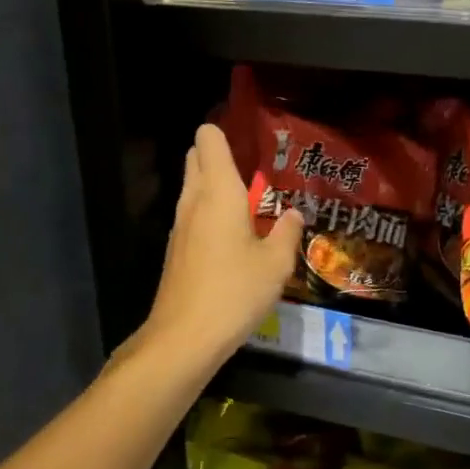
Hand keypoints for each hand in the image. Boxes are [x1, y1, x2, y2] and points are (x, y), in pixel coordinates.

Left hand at [140, 123, 303, 364]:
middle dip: (220, 156)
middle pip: (197, 159)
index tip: (250, 140)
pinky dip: (210, 214)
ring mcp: (180, 226)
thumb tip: (293, 214)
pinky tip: (235, 237)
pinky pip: (193, 216)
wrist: (185, 337)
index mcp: (219, 193)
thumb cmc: (235, 291)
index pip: (208, 140)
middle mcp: (194, 201)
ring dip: (215, 187)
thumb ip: (287, 233)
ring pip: (193, 188)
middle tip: (255, 170)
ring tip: (251, 203)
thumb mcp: (276, 264)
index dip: (224, 132)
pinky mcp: (177, 250)